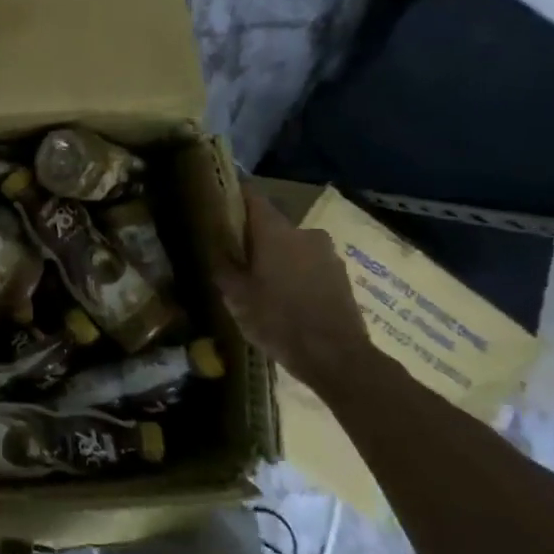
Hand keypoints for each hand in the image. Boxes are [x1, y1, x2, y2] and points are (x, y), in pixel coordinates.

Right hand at [212, 185, 374, 389]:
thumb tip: (213, 247)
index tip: (217, 206)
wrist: (336, 357)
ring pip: (292, 246)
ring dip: (276, 257)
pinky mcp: (341, 275)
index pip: (251, 196)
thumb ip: (222, 266)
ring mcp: (327, 253)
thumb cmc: (278, 320)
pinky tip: (286, 298)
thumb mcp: (236, 297)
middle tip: (236, 259)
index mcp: (275, 231)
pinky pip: (309, 265)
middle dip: (253, 237)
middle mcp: (304, 232)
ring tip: (261, 284)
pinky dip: (295, 274)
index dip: (233, 197)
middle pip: (271, 224)